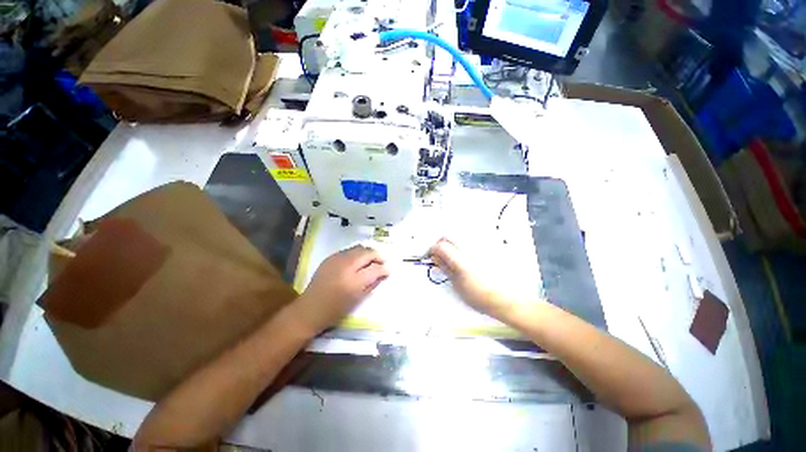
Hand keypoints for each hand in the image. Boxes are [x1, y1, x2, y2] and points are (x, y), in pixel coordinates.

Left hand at [294, 245, 388, 333]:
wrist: (310, 309)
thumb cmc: (335, 310)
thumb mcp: (358, 299)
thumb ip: (372, 283)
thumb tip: (383, 273)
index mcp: (353, 281)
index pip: (375, 268)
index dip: (384, 268)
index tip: (388, 270)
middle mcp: (345, 266)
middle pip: (367, 252)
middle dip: (377, 256)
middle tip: (382, 263)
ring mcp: (336, 259)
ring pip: (358, 248)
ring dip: (367, 253)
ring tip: (371, 261)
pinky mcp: (330, 257)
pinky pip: (348, 250)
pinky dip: (357, 254)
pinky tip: (357, 262)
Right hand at [429, 238, 512, 318]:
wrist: (508, 298)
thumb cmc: (481, 295)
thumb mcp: (457, 284)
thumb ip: (445, 268)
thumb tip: (436, 258)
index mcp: (460, 258)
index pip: (440, 246)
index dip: (432, 251)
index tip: (432, 257)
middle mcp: (470, 247)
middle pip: (448, 236)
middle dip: (441, 244)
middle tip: (440, 257)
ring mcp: (479, 245)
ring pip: (458, 236)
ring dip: (451, 244)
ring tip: (453, 257)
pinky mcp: (488, 246)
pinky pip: (470, 239)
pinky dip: (463, 245)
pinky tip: (467, 257)